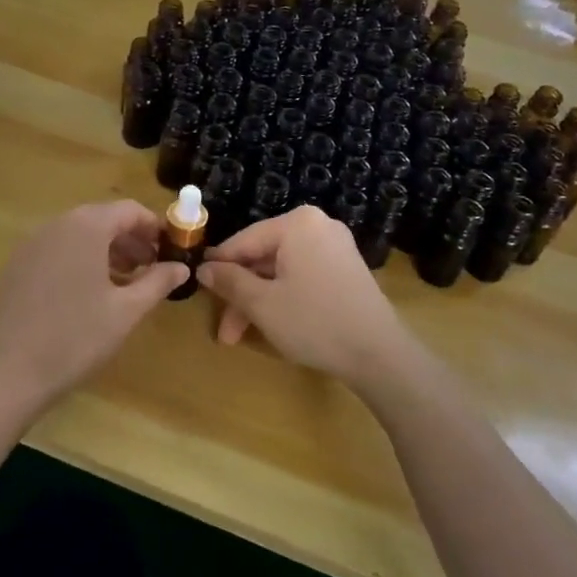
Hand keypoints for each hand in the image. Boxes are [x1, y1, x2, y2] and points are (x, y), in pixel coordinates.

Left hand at [0, 200, 185, 416]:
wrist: (7, 373)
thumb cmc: (76, 337)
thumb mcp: (126, 311)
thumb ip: (157, 282)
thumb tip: (182, 267)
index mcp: (86, 227)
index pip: (129, 210)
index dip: (154, 227)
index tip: (171, 250)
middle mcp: (56, 225)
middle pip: (102, 219)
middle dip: (130, 240)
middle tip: (150, 269)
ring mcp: (30, 245)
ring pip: (77, 236)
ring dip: (105, 251)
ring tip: (123, 283)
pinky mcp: (14, 267)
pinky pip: (55, 252)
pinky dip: (78, 262)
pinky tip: (86, 295)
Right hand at [199, 206, 422, 391]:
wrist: (378, 353)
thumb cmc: (314, 322)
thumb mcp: (262, 303)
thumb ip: (229, 281)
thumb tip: (203, 268)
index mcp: (297, 223)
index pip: (243, 241)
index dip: (218, 267)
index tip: (197, 289)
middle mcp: (318, 226)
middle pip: (263, 257)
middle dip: (240, 295)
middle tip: (223, 330)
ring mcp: (335, 248)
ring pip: (281, 271)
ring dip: (258, 302)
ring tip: (239, 337)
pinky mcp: (345, 270)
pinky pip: (302, 277)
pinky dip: (283, 298)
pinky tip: (269, 325)